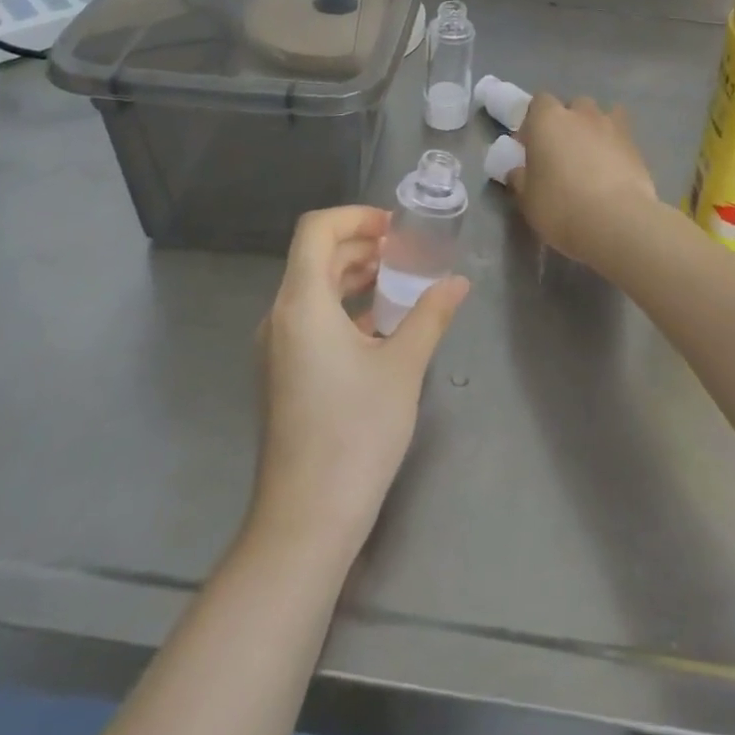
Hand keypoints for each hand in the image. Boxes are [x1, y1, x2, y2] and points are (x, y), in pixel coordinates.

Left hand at [250, 206, 468, 556]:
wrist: (306, 518)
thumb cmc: (356, 432)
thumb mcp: (403, 367)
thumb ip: (430, 315)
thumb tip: (457, 282)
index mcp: (302, 303)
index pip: (317, 230)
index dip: (356, 216)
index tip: (396, 227)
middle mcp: (280, 317)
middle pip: (315, 256)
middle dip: (361, 243)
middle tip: (406, 251)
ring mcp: (276, 347)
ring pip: (311, 288)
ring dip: (352, 274)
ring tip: (397, 281)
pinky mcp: (282, 373)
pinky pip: (309, 319)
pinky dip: (342, 306)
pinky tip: (378, 326)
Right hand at [508, 95, 659, 269]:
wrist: (617, 222)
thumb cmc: (561, 207)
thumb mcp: (527, 199)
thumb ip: (520, 179)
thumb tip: (518, 171)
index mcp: (548, 120)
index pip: (539, 102)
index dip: (534, 121)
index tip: (531, 145)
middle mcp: (581, 114)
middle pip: (573, 106)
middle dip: (567, 122)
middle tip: (562, 152)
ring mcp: (612, 127)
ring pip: (601, 117)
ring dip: (594, 131)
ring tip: (591, 159)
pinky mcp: (636, 146)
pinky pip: (621, 137)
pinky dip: (615, 147)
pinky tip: (612, 171)